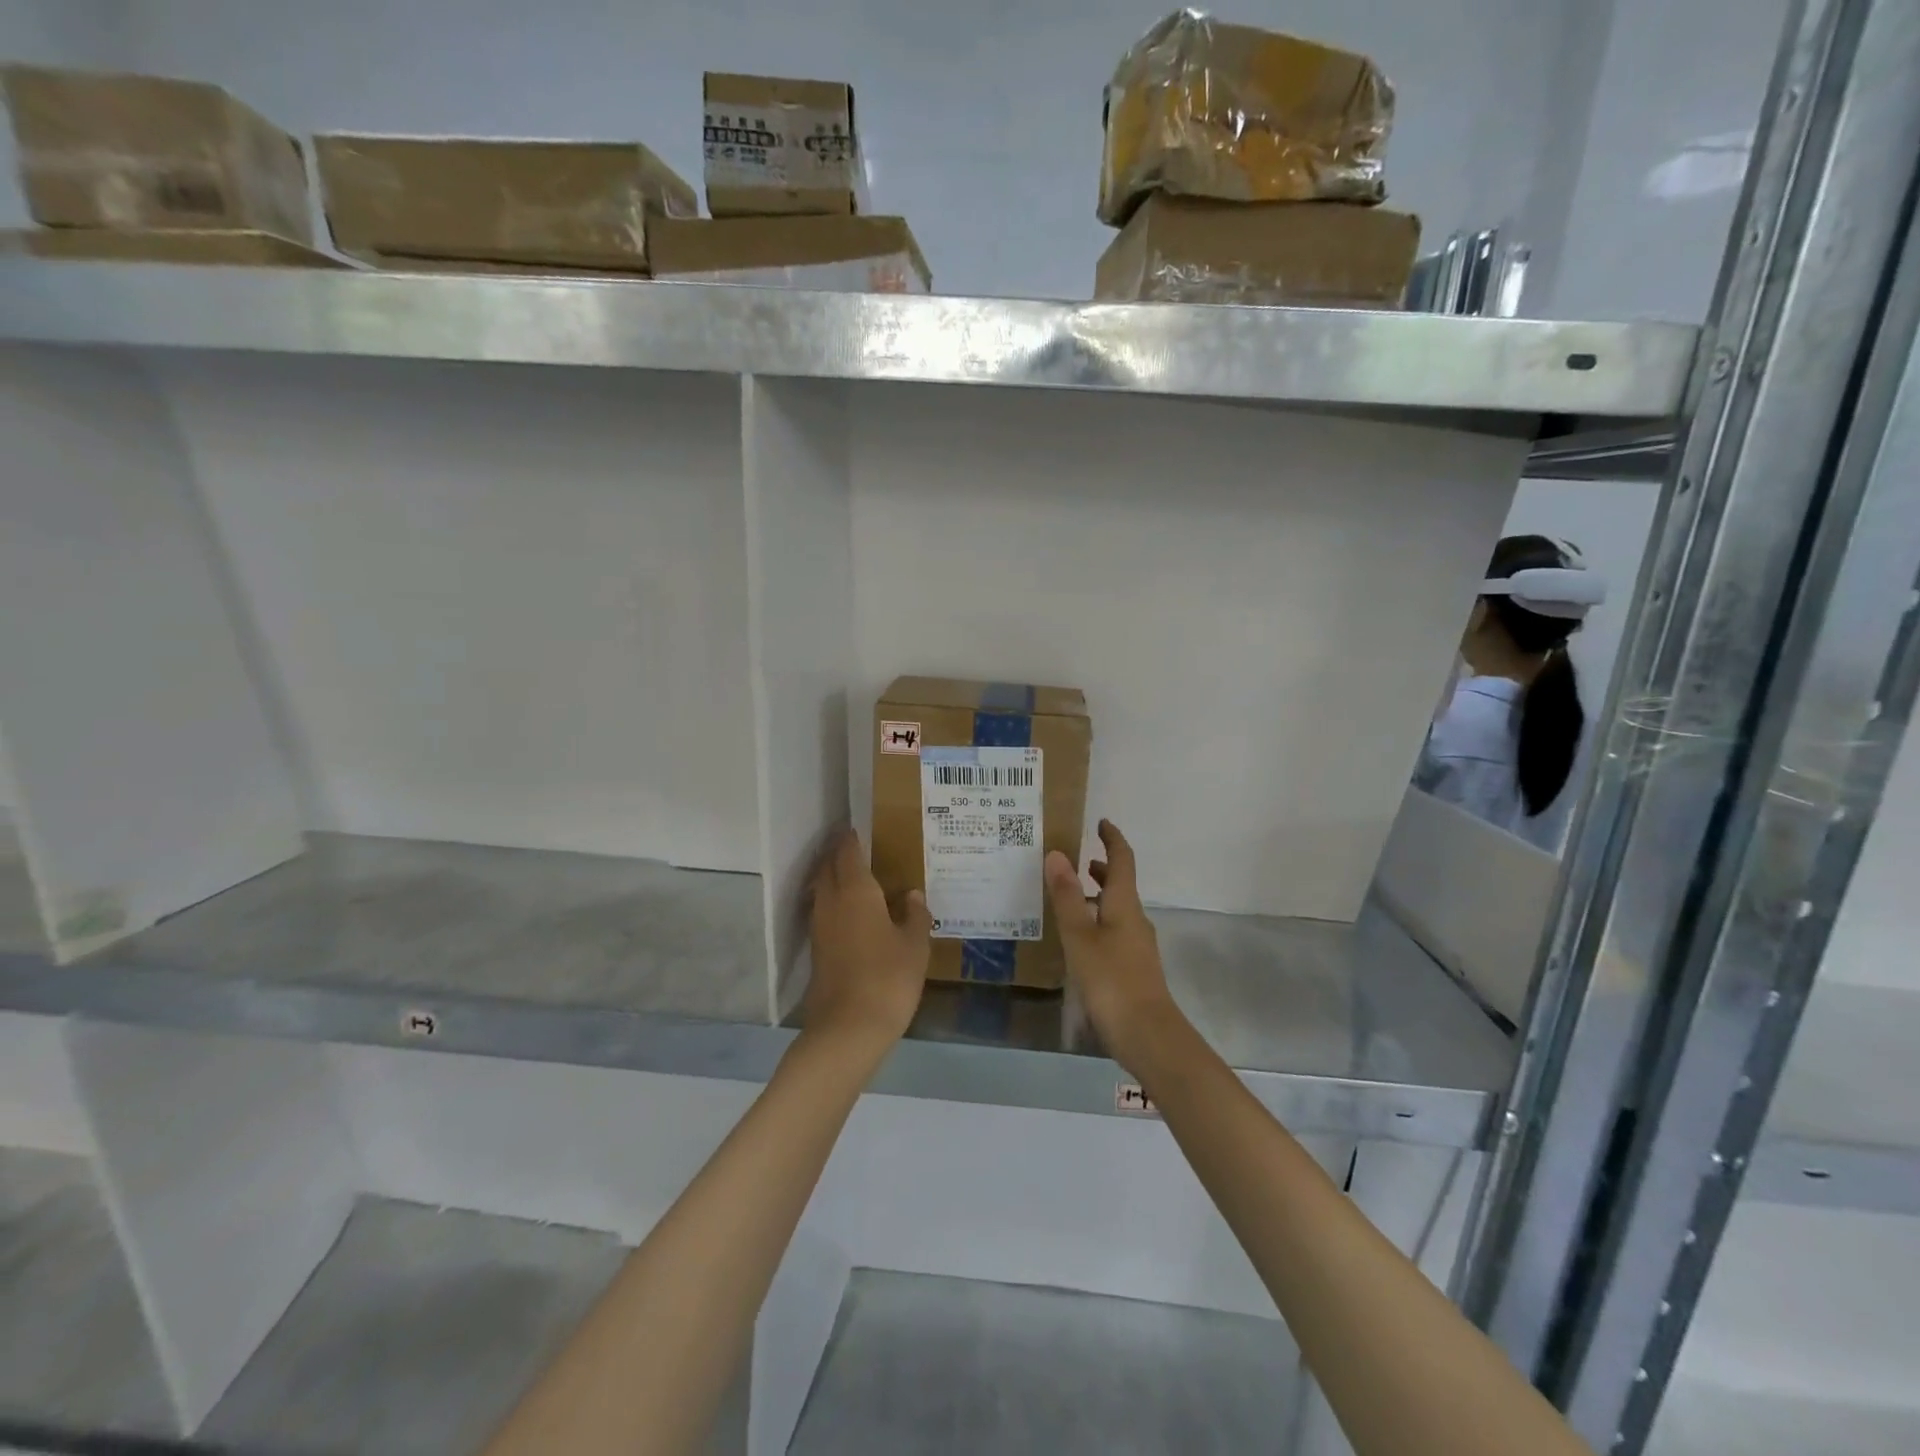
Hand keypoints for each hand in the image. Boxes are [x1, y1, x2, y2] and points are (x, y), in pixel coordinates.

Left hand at [803, 827, 931, 1053]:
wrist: (848, 1028)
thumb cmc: (888, 978)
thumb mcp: (915, 945)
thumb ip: (915, 915)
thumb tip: (912, 896)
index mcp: (856, 891)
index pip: (848, 853)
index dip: (851, 839)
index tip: (856, 827)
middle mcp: (832, 901)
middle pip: (828, 867)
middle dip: (837, 854)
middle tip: (855, 847)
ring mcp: (820, 927)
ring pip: (822, 889)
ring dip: (832, 877)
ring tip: (855, 876)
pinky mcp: (817, 950)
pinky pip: (823, 912)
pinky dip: (834, 902)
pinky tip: (852, 913)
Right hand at [1045, 820, 1184, 1073]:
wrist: (1148, 1035)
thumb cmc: (1111, 980)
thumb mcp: (1080, 936)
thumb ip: (1067, 897)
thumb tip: (1056, 853)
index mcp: (1124, 904)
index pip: (1122, 860)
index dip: (1112, 839)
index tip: (1101, 822)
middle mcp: (1135, 919)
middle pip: (1120, 884)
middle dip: (1101, 868)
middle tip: (1075, 861)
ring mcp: (1138, 945)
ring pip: (1117, 909)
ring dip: (1097, 896)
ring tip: (1070, 898)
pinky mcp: (1135, 968)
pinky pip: (1115, 931)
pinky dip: (1098, 921)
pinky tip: (1079, 940)